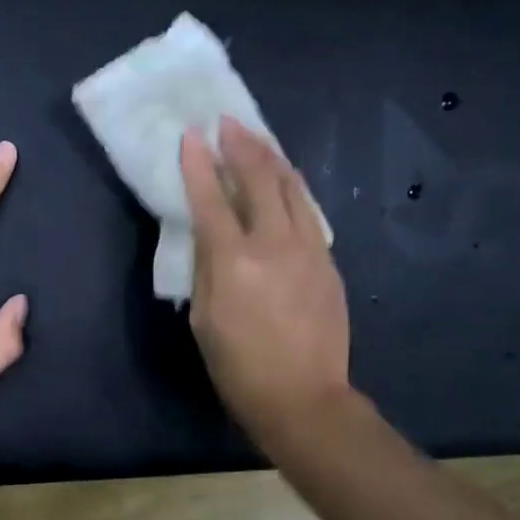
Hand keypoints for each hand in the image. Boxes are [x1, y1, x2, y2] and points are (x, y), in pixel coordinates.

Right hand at [181, 116, 350, 441]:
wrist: (303, 396)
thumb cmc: (239, 366)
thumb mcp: (204, 319)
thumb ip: (206, 269)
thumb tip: (208, 235)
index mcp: (234, 261)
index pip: (212, 198)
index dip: (198, 164)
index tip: (191, 136)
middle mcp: (274, 244)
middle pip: (259, 179)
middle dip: (241, 146)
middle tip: (228, 123)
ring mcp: (308, 249)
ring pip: (292, 188)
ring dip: (272, 158)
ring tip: (257, 138)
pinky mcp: (327, 261)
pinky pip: (308, 211)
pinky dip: (292, 188)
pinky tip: (285, 180)